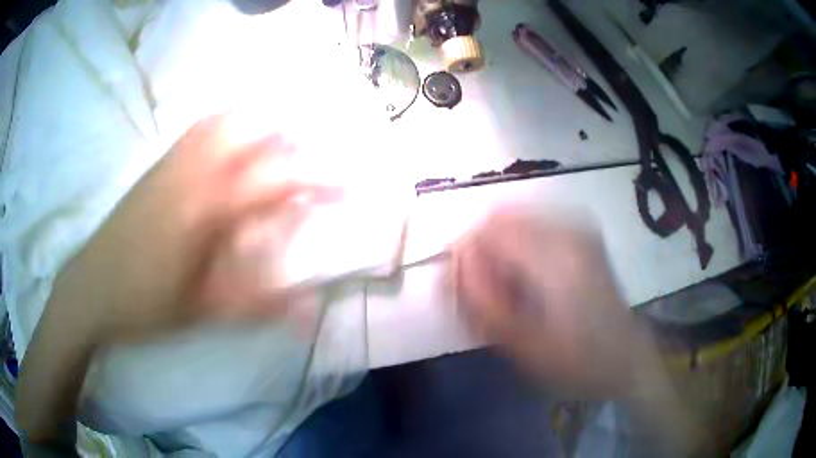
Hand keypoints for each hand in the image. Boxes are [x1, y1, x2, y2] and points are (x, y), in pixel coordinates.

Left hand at [60, 111, 333, 342]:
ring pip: (224, 119)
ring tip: (285, 130)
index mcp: (204, 209)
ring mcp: (172, 161)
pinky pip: (199, 126)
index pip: (272, 181)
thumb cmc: (145, 303)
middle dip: (290, 134)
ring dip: (260, 119)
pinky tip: (235, 131)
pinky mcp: (158, 163)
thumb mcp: (203, 312)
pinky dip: (227, 119)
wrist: (91, 286)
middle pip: (250, 131)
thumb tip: (311, 311)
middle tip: (315, 149)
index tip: (346, 183)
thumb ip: (258, 305)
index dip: (315, 179)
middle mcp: (191, 171)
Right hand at [452, 206, 648, 396]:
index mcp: (556, 254)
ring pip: (515, 222)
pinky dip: (518, 253)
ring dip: (500, 254)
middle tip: (486, 297)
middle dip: (482, 254)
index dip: (465, 255)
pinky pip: (534, 229)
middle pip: (500, 219)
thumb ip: (482, 302)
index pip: (488, 228)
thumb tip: (454, 264)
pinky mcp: (583, 236)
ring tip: (508, 296)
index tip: (463, 291)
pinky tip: (528, 285)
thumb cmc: (578, 360)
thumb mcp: (523, 344)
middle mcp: (568, 228)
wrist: (626, 358)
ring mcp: (579, 228)